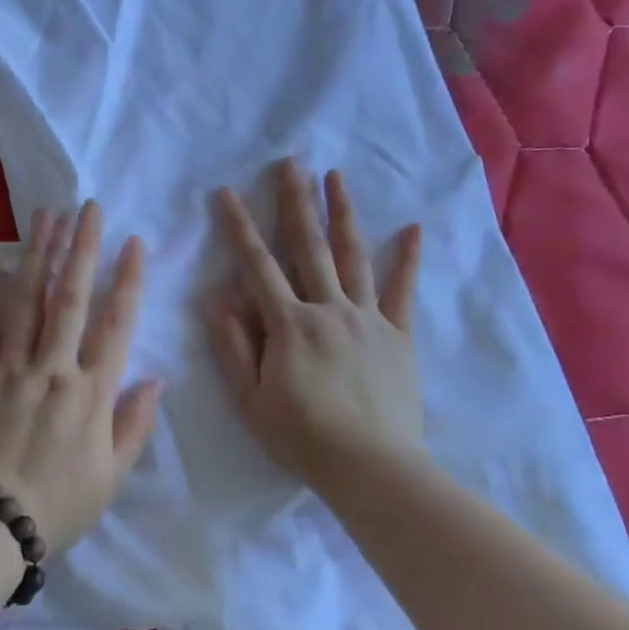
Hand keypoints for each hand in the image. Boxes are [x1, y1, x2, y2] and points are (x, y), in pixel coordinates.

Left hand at [0, 201, 162, 549]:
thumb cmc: (59, 504)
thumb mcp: (112, 475)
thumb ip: (135, 423)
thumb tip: (157, 377)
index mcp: (91, 393)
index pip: (116, 325)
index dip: (128, 281)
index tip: (134, 243)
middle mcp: (52, 369)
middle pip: (71, 298)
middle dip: (82, 249)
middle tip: (88, 208)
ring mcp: (9, 368)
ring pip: (27, 300)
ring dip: (38, 254)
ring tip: (47, 215)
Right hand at [209, 160, 426, 493]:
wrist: (372, 468)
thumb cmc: (302, 437)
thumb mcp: (251, 399)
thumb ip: (233, 345)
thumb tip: (217, 296)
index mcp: (289, 324)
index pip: (257, 265)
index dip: (239, 226)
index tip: (226, 192)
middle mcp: (328, 308)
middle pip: (309, 245)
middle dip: (296, 200)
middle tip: (290, 161)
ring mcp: (367, 317)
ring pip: (353, 255)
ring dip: (342, 213)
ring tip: (335, 176)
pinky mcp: (397, 334)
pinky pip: (402, 291)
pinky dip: (407, 259)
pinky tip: (412, 229)